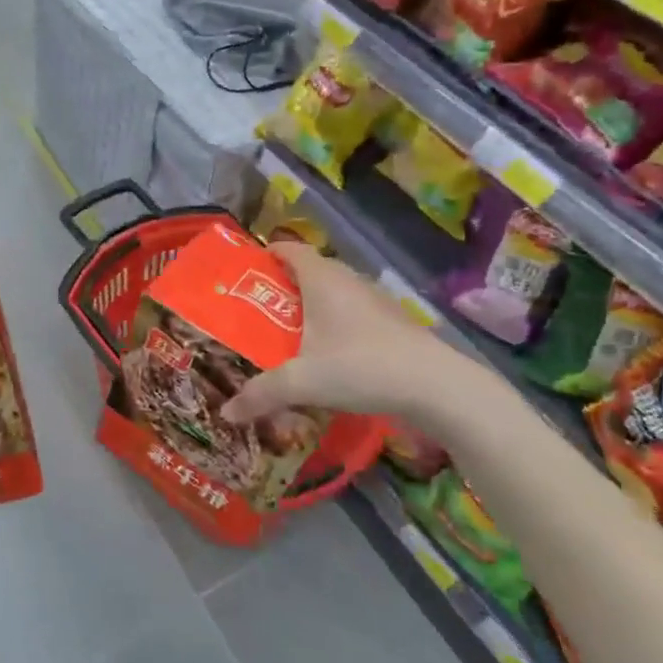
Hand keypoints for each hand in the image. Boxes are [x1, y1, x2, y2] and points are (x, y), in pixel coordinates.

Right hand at [220, 243, 483, 429]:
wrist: (436, 387)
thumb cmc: (360, 367)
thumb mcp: (301, 382)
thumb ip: (260, 395)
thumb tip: (226, 413)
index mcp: (322, 279)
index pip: (290, 249)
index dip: (268, 254)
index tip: (247, 270)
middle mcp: (349, 280)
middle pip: (311, 270)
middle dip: (285, 285)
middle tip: (260, 309)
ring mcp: (376, 300)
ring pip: (336, 292)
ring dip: (314, 306)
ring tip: (291, 333)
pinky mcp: (394, 322)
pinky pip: (355, 312)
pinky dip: (337, 324)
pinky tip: (331, 354)